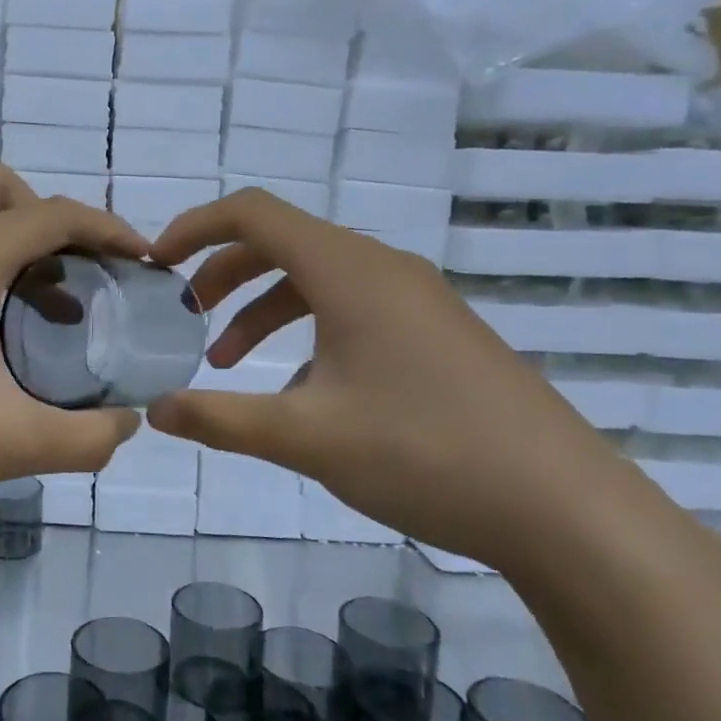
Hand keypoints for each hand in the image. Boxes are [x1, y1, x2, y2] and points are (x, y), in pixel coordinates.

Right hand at [147, 189, 631, 570]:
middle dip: (222, 273)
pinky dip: (307, 330)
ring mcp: (416, 299)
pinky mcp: (436, 331)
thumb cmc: (425, 453)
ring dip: (262, 306)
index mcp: (348, 271)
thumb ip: (220, 419)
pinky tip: (301, 391)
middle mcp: (382, 268)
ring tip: (227, 361)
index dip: (194, 227)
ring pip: (317, 278)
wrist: (563, 506)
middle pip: (282, 242)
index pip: (253, 213)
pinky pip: (352, 307)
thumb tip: (157, 411)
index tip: (156, 264)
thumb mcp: (306, 438)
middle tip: (185, 316)